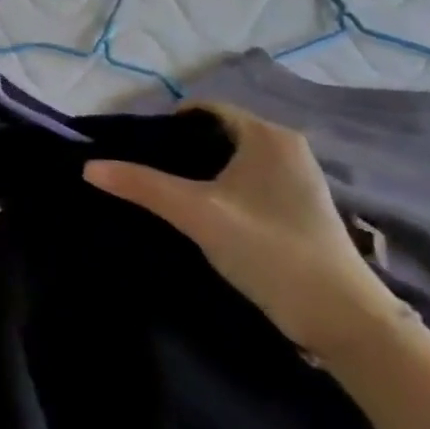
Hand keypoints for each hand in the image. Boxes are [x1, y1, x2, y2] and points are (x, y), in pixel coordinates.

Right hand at [84, 103, 404, 357]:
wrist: (341, 318)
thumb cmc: (269, 250)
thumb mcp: (196, 213)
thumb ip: (141, 185)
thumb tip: (88, 166)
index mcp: (268, 136)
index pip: (203, 109)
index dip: (164, 124)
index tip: (134, 148)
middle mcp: (285, 148)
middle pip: (214, 134)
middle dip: (176, 149)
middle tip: (140, 172)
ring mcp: (294, 179)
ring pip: (227, 161)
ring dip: (194, 173)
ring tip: (161, 194)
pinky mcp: (295, 207)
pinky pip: (243, 182)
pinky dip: (216, 189)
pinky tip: (196, 214)